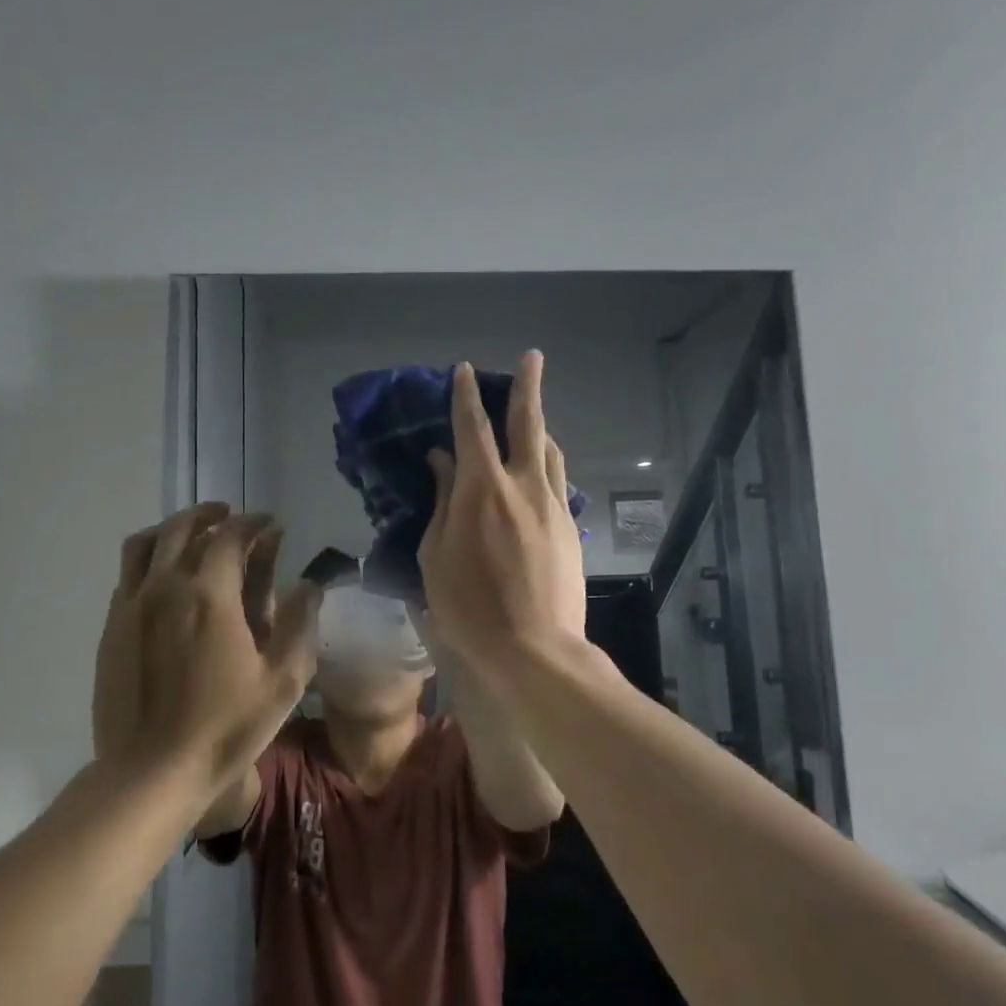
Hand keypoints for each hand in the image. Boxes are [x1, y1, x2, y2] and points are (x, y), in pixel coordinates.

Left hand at [93, 503, 318, 794]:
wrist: (150, 772)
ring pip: (145, 543)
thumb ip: (300, 625)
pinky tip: (164, 577)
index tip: (270, 524)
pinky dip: (149, 559)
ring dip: (173, 529)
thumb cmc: (225, 728)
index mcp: (210, 595)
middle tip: (231, 518)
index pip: (230, 536)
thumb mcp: (282, 682)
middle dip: (211, 514)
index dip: (253, 523)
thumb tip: (310, 585)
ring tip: (193, 535)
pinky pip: (127, 574)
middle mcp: (165, 586)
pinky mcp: (112, 627)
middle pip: (183, 527)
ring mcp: (131, 605)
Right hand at [418, 353, 585, 679]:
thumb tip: (442, 461)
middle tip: (532, 357)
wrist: (534, 648)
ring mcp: (552, 505)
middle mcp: (522, 485)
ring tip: (532, 414)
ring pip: (549, 450)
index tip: (464, 371)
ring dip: (539, 426)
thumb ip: (442, 501)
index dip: (466, 396)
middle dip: (527, 386)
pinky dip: (545, 463)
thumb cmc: (468, 606)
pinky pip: (556, 481)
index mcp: (481, 489)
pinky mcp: (569, 527)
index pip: (472, 429)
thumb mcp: (436, 554)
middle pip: (527, 424)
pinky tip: (539, 470)